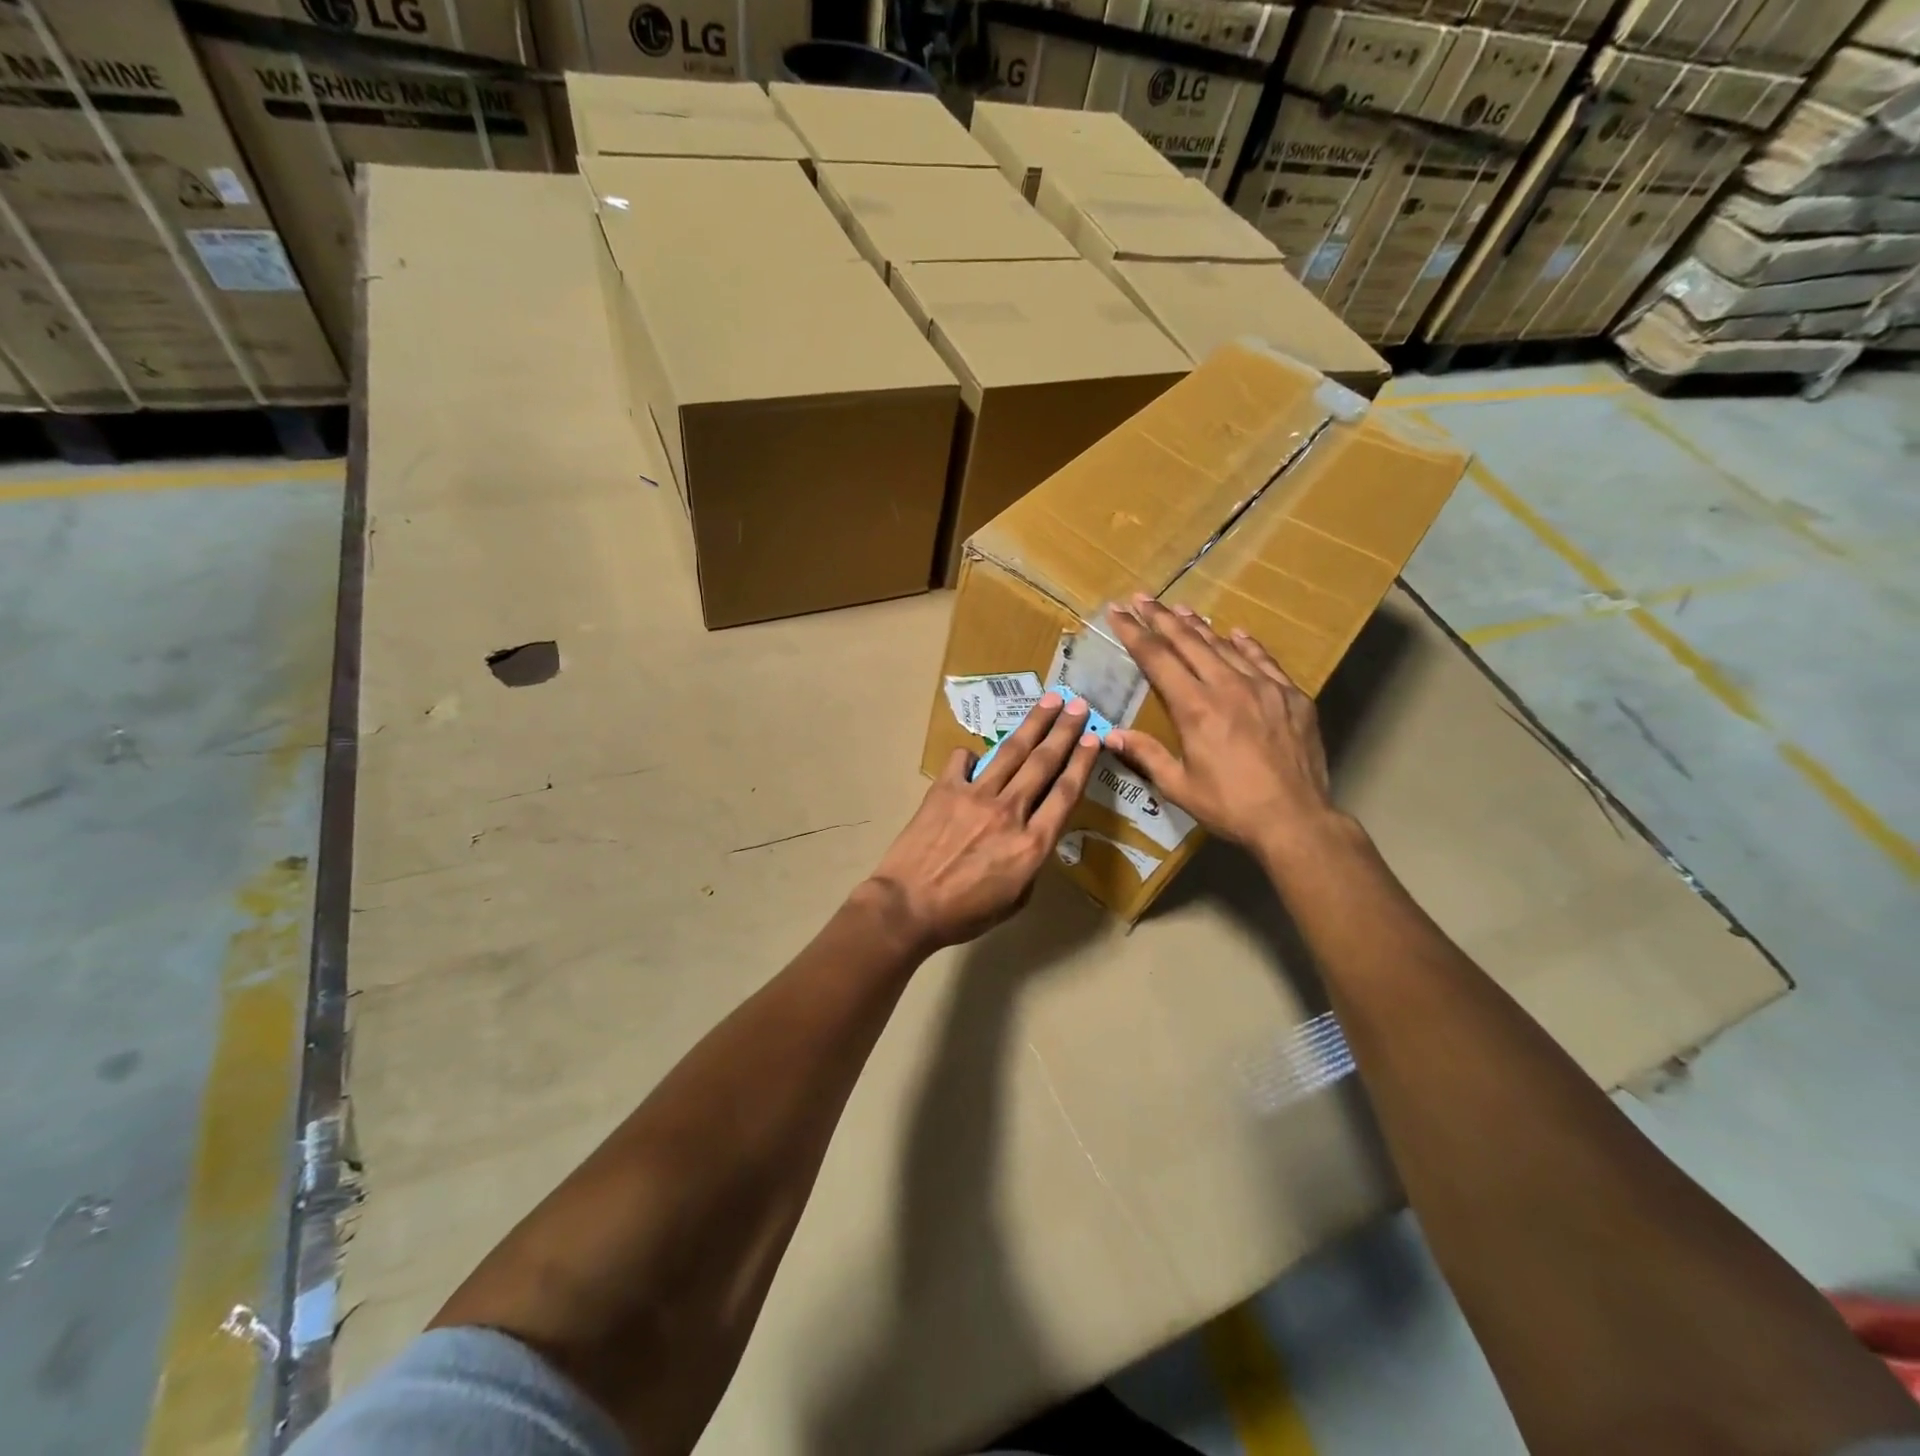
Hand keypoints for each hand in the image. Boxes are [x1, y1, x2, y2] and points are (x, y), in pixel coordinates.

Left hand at [867, 694, 1100, 951]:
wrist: (908, 906)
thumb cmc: (964, 914)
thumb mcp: (1015, 900)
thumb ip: (1030, 863)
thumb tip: (1030, 835)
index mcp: (1032, 844)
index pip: (1066, 793)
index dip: (1082, 762)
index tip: (1094, 738)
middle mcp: (1010, 811)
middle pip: (1044, 762)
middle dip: (1064, 730)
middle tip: (1078, 704)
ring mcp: (976, 795)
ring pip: (1011, 752)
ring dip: (1033, 723)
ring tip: (1049, 700)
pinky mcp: (945, 789)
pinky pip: (962, 761)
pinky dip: (971, 754)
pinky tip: (974, 752)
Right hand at [1105, 595, 1345, 857]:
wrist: (1295, 819)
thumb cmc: (1230, 806)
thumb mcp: (1179, 786)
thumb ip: (1146, 754)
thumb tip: (1110, 735)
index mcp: (1195, 708)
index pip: (1157, 659)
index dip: (1134, 632)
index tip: (1117, 612)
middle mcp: (1227, 686)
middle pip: (1188, 641)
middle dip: (1161, 617)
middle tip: (1141, 598)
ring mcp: (1264, 687)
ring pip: (1225, 646)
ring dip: (1199, 626)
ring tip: (1180, 609)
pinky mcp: (1291, 696)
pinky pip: (1264, 660)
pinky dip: (1246, 645)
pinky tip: (1237, 633)